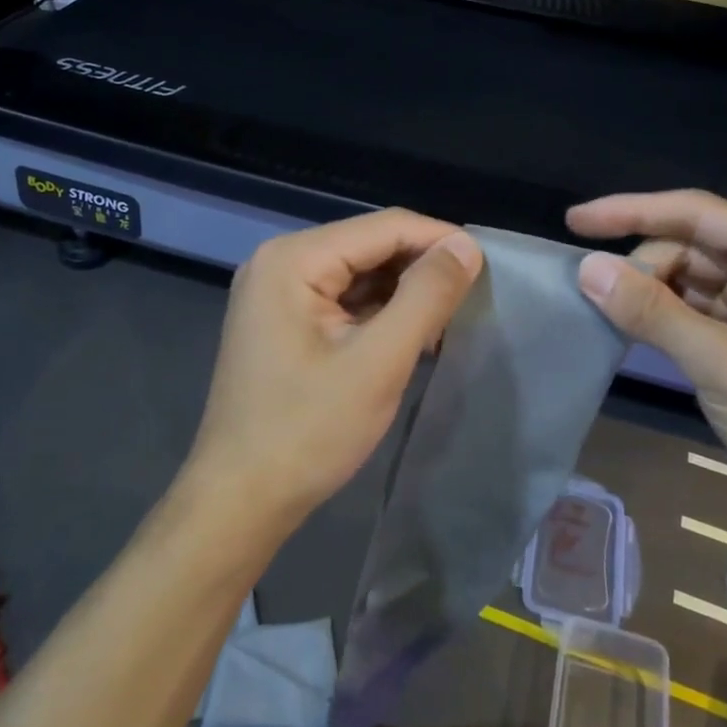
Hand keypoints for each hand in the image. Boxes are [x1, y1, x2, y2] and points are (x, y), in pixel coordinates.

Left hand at [183, 209, 483, 534]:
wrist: (239, 500)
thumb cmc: (307, 432)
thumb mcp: (378, 362)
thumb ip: (426, 297)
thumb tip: (466, 246)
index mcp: (293, 258)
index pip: (384, 227)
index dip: (440, 240)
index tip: (488, 267)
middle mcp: (280, 261)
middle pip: (369, 245)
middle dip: (421, 268)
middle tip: (472, 299)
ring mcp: (276, 291)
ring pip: (359, 272)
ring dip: (404, 292)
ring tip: (449, 319)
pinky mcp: (282, 320)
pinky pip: (342, 299)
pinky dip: (379, 312)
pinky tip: (411, 334)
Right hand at [567, 190, 726, 540]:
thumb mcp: (724, 365)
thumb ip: (653, 313)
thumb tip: (587, 268)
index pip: (696, 213)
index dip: (632, 210)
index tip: (575, 221)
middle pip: (689, 246)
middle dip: (642, 264)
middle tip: (597, 295)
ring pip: (688, 281)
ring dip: (648, 292)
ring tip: (603, 308)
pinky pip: (692, 316)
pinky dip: (660, 320)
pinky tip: (628, 329)